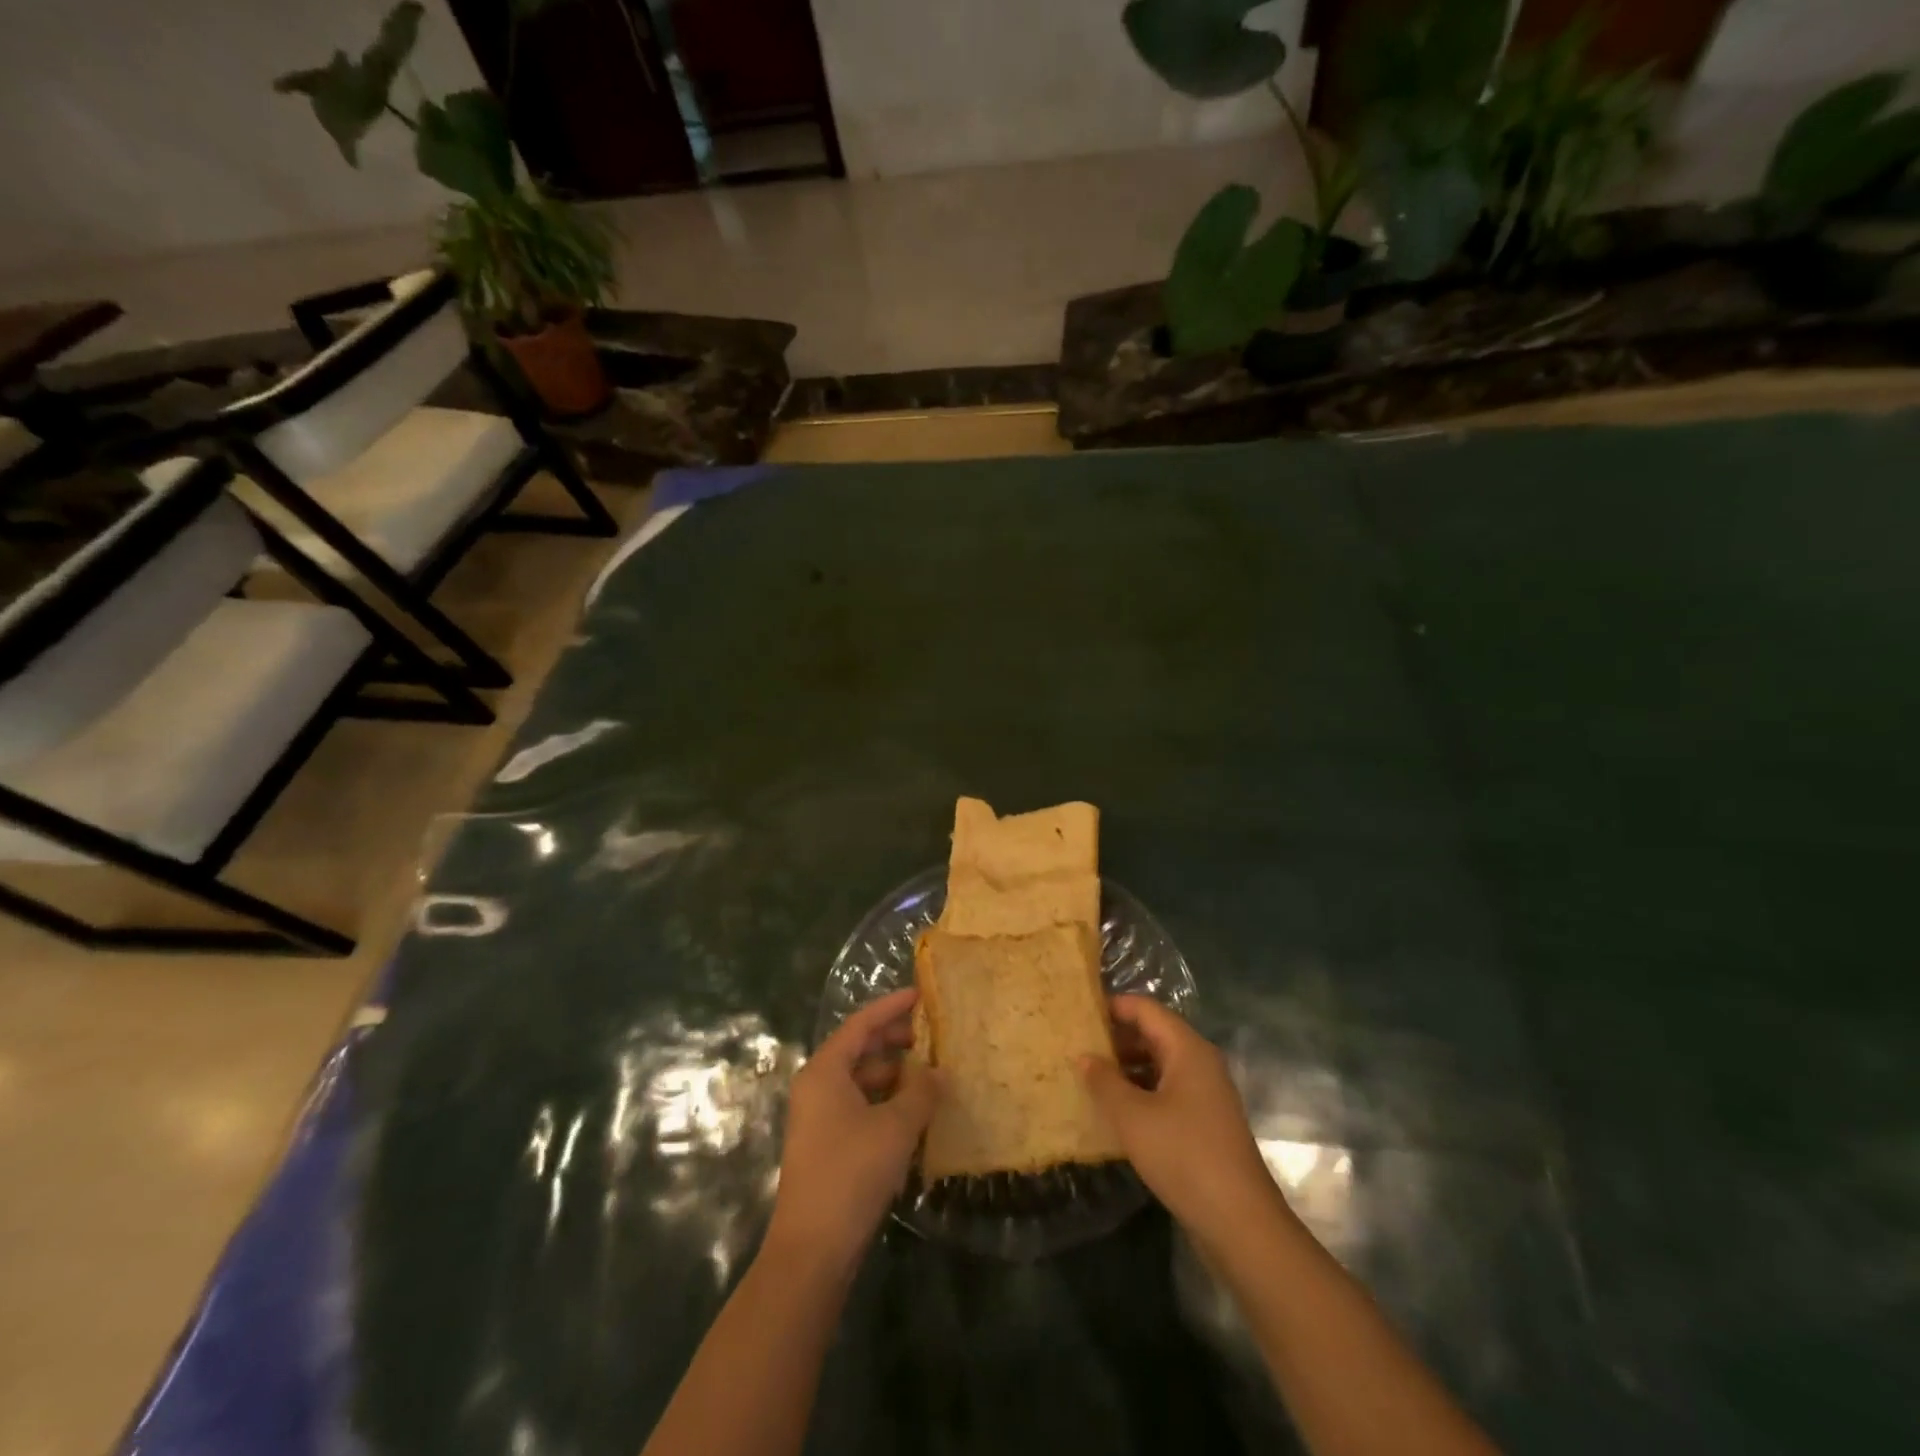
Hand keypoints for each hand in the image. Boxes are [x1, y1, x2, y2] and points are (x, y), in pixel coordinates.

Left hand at [767, 987, 940, 1269]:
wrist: (812, 1250)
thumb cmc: (851, 1173)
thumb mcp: (896, 1127)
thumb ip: (922, 1092)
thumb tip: (940, 1072)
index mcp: (825, 1071)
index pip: (861, 1023)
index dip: (892, 1007)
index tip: (921, 995)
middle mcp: (817, 1087)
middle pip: (859, 1049)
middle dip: (895, 1040)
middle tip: (931, 1036)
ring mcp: (819, 1117)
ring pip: (860, 1080)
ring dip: (894, 1074)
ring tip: (930, 1074)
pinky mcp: (826, 1145)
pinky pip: (860, 1106)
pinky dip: (885, 1101)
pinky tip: (914, 1112)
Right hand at [1079, 995, 1284, 1243]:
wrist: (1240, 1222)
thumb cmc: (1184, 1156)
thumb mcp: (1133, 1116)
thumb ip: (1104, 1081)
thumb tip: (1084, 1057)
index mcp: (1187, 1049)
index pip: (1145, 1009)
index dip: (1112, 1006)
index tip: (1078, 1014)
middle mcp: (1199, 1063)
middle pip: (1153, 1034)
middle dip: (1115, 1038)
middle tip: (1075, 1045)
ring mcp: (1204, 1094)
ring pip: (1158, 1064)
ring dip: (1125, 1067)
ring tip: (1087, 1076)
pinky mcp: (1203, 1123)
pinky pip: (1166, 1091)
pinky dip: (1139, 1092)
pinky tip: (1113, 1110)